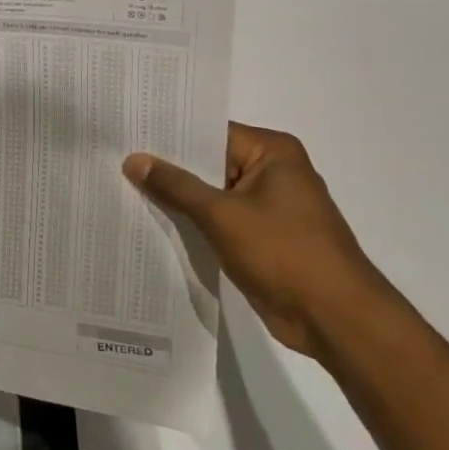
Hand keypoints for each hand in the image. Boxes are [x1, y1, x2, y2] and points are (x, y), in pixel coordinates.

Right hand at [123, 122, 399, 361]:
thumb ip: (176, 186)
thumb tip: (134, 159)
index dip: (168, 135)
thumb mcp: (222, 215)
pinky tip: (152, 220)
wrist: (333, 317)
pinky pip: (217, 218)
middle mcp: (272, 172)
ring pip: (210, 192)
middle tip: (115, 160)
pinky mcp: (260, 235)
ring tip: (122, 187)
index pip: (210, 132)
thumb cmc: (284, 253)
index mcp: (273, 153)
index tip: (127, 133)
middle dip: (167, 167)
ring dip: (176, 196)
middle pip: (209, 161)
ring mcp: (267, 205)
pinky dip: (191, 220)